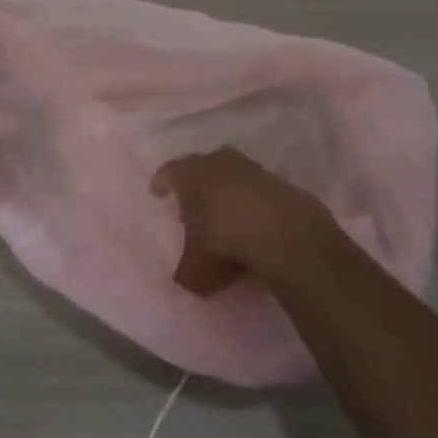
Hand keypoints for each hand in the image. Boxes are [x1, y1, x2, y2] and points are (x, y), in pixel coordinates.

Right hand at [151, 147, 333, 295]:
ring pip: (230, 175)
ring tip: (224, 217)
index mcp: (190, 174)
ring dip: (226, 193)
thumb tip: (184, 276)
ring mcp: (249, 167)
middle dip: (196, 185)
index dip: (161, 182)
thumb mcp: (195, 269)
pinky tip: (252, 225)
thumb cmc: (222, 240)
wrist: (280, 229)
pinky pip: (255, 190)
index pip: (169, 172)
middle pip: (201, 167)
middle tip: (193, 206)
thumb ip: (185, 271)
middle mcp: (217, 161)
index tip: (157, 191)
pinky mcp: (275, 180)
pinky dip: (250, 203)